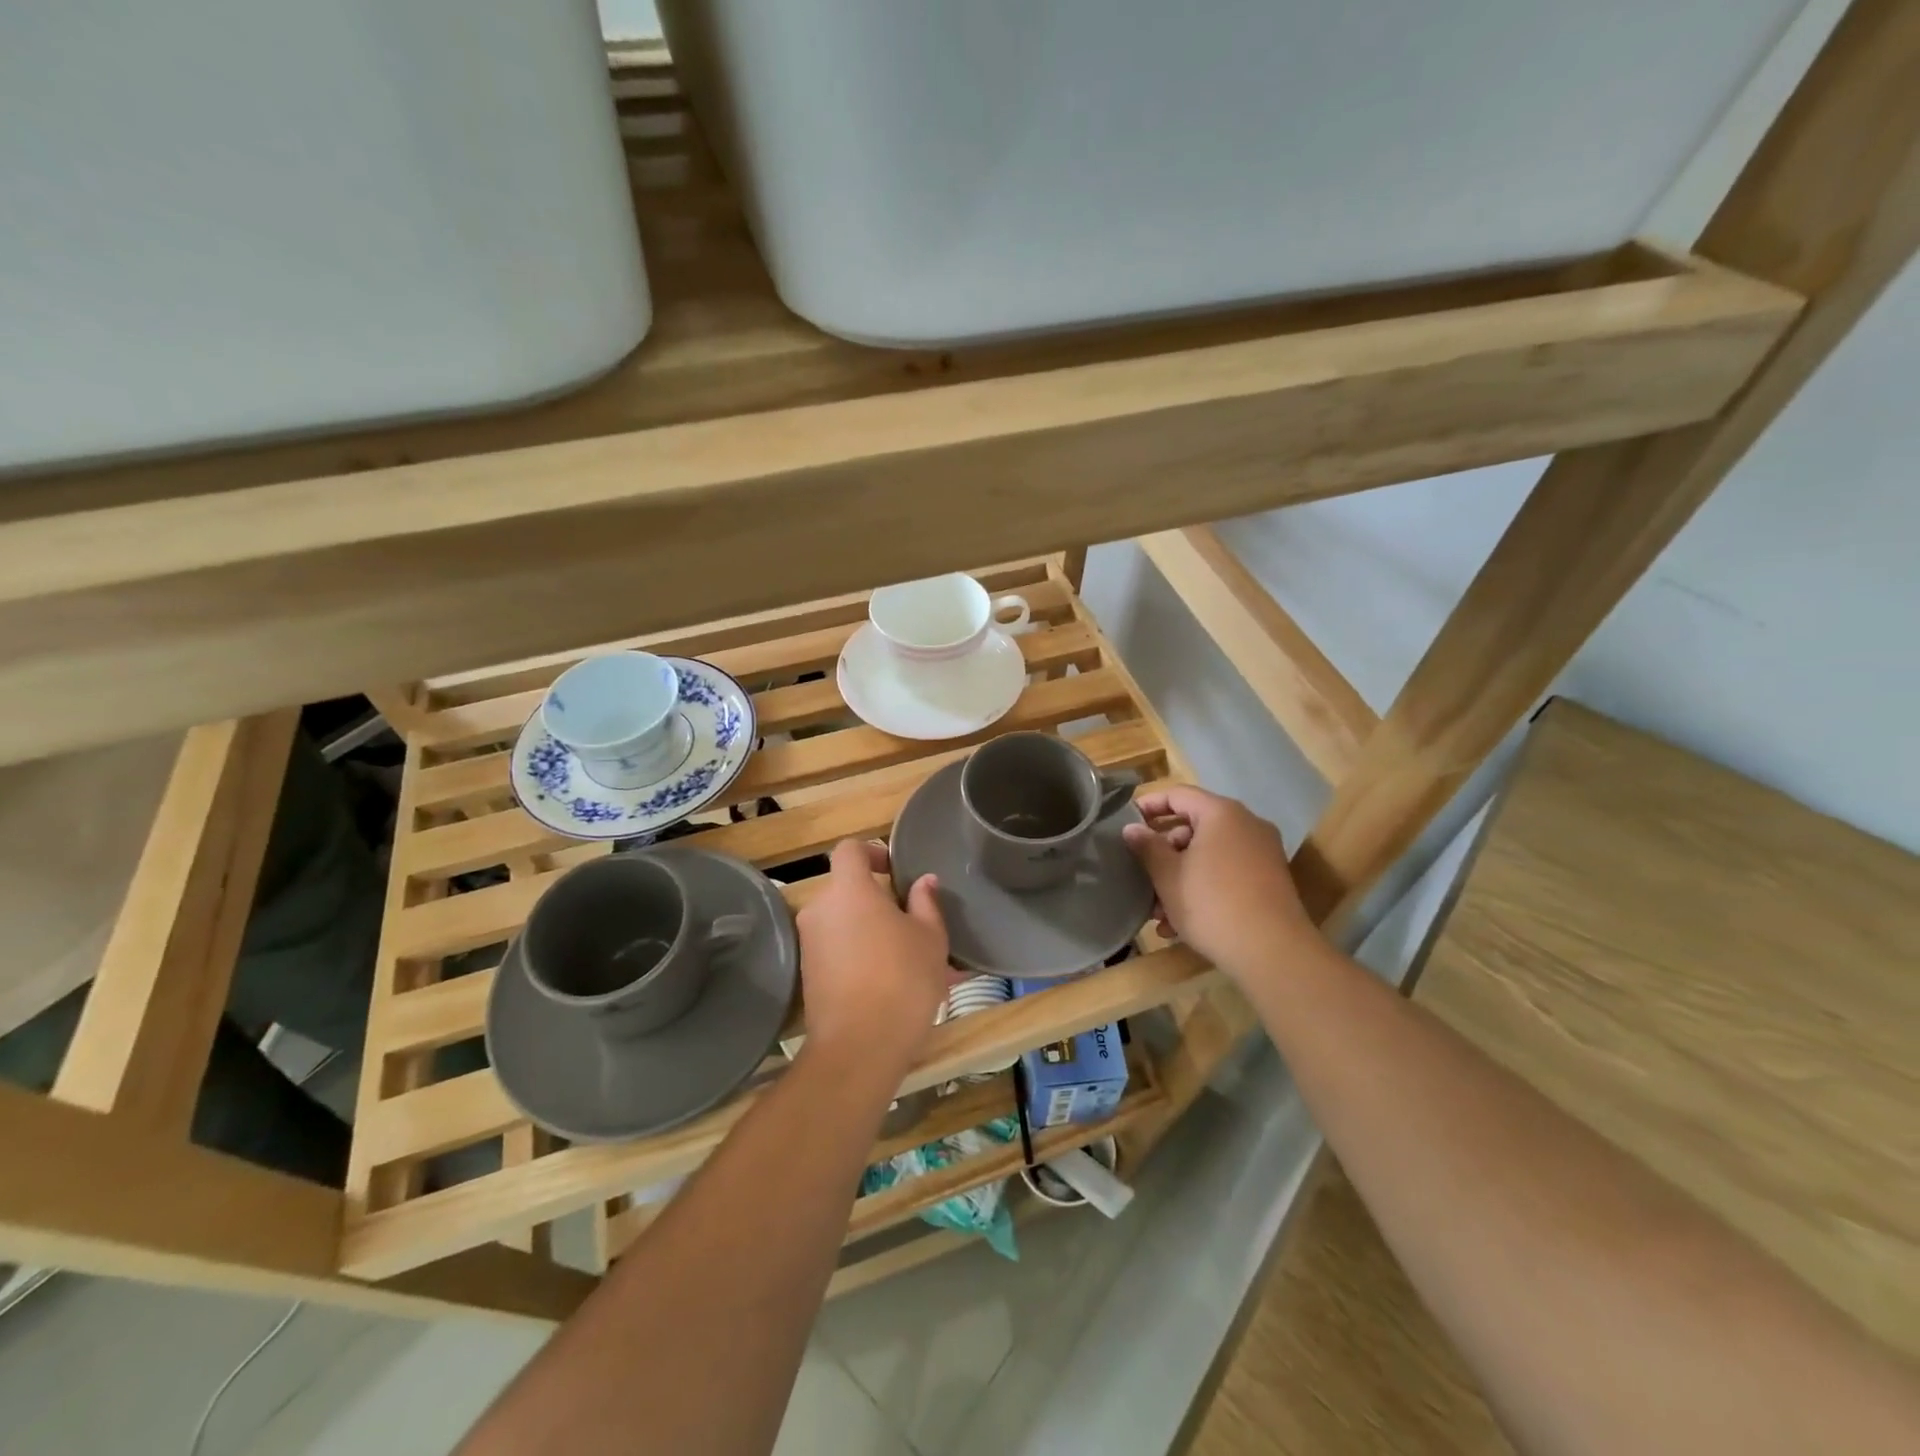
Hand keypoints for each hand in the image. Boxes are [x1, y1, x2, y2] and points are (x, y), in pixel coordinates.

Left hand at [796, 840, 952, 1074]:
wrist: (859, 1047)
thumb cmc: (902, 980)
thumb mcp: (930, 938)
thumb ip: (926, 903)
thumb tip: (924, 882)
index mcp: (849, 890)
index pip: (850, 850)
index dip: (873, 853)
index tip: (896, 873)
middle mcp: (820, 909)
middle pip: (847, 889)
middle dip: (877, 900)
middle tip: (912, 923)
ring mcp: (810, 943)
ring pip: (844, 923)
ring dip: (870, 931)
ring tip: (907, 958)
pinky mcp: (808, 974)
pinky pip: (837, 950)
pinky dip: (859, 956)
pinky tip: (889, 982)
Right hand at [1120, 786, 1314, 975]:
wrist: (1272, 953)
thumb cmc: (1212, 904)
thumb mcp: (1168, 876)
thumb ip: (1147, 847)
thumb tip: (1131, 829)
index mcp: (1221, 814)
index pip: (1178, 794)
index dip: (1149, 806)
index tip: (1125, 823)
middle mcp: (1246, 825)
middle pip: (1194, 826)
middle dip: (1163, 852)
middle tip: (1141, 874)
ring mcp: (1261, 853)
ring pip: (1209, 855)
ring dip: (1179, 877)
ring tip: (1157, 910)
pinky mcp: (1269, 880)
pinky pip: (1226, 873)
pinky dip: (1203, 888)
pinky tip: (1179, 924)